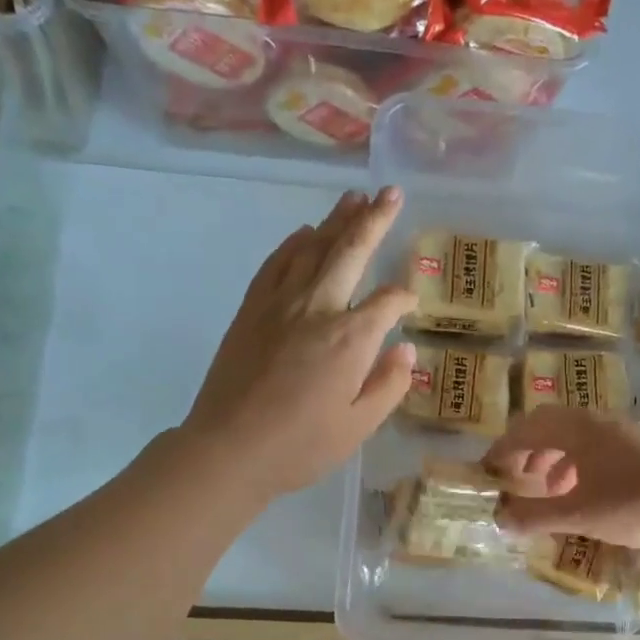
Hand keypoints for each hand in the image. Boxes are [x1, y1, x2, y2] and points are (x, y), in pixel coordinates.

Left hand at [183, 188, 415, 499]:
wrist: (229, 448)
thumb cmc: (301, 446)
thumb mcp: (359, 427)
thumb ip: (389, 385)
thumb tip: (405, 350)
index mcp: (351, 338)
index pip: (387, 301)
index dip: (404, 297)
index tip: (410, 302)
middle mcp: (318, 308)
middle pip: (351, 251)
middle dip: (375, 219)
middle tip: (392, 191)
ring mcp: (280, 303)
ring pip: (313, 247)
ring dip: (336, 220)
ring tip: (354, 197)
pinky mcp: (251, 309)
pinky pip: (275, 263)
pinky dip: (293, 243)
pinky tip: (305, 232)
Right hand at [483, 406, 639, 549]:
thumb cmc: (632, 506)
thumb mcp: (576, 516)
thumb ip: (534, 516)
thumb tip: (500, 519)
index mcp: (576, 430)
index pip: (525, 430)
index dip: (501, 450)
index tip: (487, 471)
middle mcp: (596, 422)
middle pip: (548, 425)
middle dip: (525, 449)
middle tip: (513, 475)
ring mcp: (620, 432)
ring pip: (573, 435)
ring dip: (551, 457)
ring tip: (545, 489)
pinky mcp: (638, 448)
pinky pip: (593, 446)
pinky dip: (575, 464)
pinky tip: (581, 492)